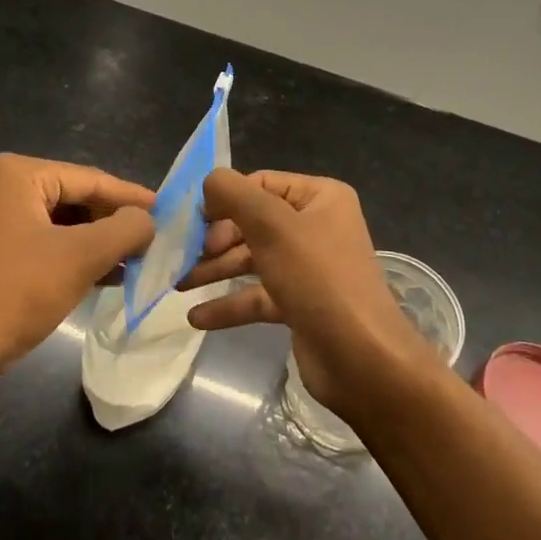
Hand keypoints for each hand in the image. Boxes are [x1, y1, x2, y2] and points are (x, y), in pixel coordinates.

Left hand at [0, 154, 154, 392]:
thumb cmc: (13, 295)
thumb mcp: (80, 258)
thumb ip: (124, 229)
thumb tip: (148, 220)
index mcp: (16, 175)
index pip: (90, 179)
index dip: (132, 197)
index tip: (167, 211)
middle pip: (72, 199)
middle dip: (112, 223)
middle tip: (152, 241)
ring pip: (56, 224)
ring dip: (94, 243)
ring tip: (134, 263)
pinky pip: (37, 244)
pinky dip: (68, 257)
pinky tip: (100, 278)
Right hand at [180, 169, 430, 416]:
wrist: (362, 359)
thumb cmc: (318, 279)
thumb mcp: (272, 226)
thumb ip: (234, 194)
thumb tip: (209, 180)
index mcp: (320, 197)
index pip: (260, 184)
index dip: (224, 199)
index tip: (191, 222)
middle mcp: (317, 226)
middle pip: (253, 222)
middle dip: (216, 239)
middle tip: (184, 256)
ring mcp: (309, 267)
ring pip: (252, 259)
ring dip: (215, 270)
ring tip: (178, 285)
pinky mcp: (301, 303)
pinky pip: (258, 295)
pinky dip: (229, 304)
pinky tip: (197, 317)